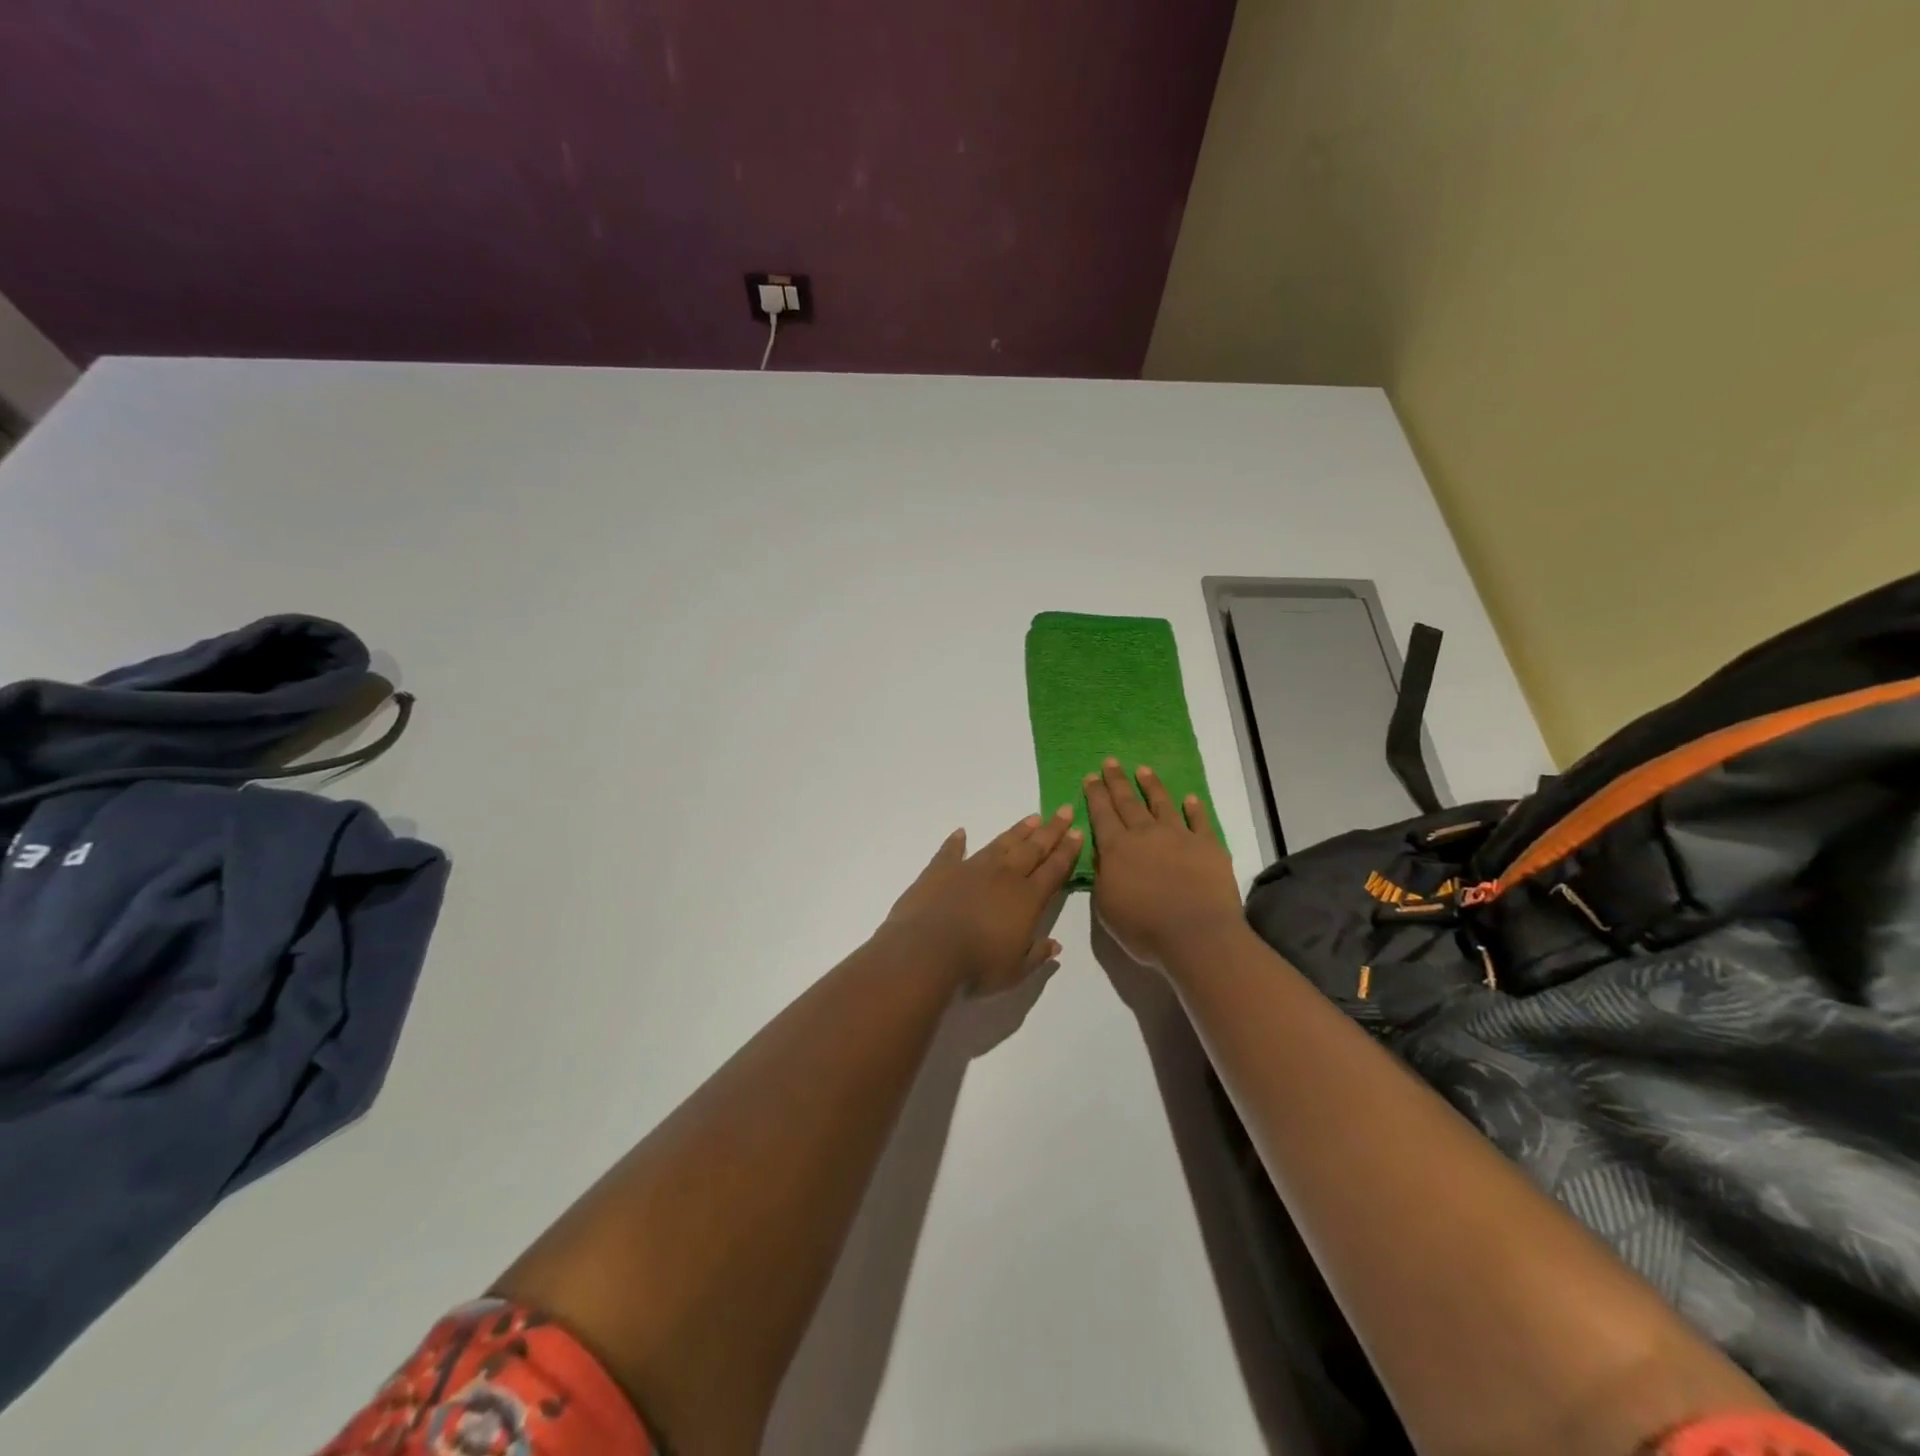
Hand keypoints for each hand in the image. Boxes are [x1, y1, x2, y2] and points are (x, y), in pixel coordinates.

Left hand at [883, 807, 1080, 995]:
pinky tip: (961, 833)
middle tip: (1064, 811)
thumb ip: (1036, 955)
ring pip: (1001, 844)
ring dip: (1018, 831)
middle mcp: (1004, 876)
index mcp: (1027, 899)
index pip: (1054, 869)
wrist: (928, 951)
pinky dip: (956, 842)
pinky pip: (951, 851)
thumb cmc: (978, 966)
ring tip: (1032, 818)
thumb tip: (1055, 946)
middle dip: (1051, 830)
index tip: (1078, 831)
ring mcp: (971, 868)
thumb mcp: (1015, 971)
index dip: (1068, 851)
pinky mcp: (941, 870)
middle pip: (1033, 848)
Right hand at [1085, 759, 1243, 971]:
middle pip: (1127, 802)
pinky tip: (1190, 798)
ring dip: (1151, 786)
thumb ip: (1101, 876)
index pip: (1101, 814)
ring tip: (1143, 770)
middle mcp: (1145, 834)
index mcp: (1116, 849)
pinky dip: (1194, 808)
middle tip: (1110, 762)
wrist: (1197, 936)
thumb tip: (1101, 853)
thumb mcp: (1106, 907)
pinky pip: (1200, 820)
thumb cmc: (1144, 928)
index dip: (1095, 794)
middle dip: (1117, 781)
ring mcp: (1179, 836)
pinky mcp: (1208, 846)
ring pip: (1161, 804)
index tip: (1090, 776)